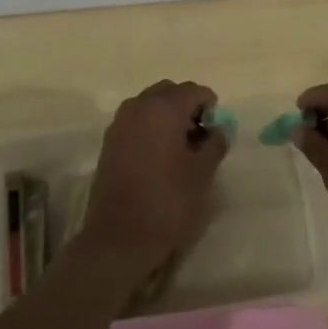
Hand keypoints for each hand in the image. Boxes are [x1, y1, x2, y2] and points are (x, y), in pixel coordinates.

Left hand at [78, 80, 228, 277]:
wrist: (119, 238)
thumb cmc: (168, 202)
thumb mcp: (203, 173)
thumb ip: (215, 143)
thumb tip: (218, 128)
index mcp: (164, 108)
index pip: (193, 91)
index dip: (210, 107)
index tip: (216, 132)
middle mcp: (138, 106)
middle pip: (169, 92)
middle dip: (187, 107)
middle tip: (200, 137)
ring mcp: (120, 123)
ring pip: (150, 105)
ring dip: (167, 117)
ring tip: (181, 149)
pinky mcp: (109, 143)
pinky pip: (136, 122)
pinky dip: (151, 129)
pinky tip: (160, 158)